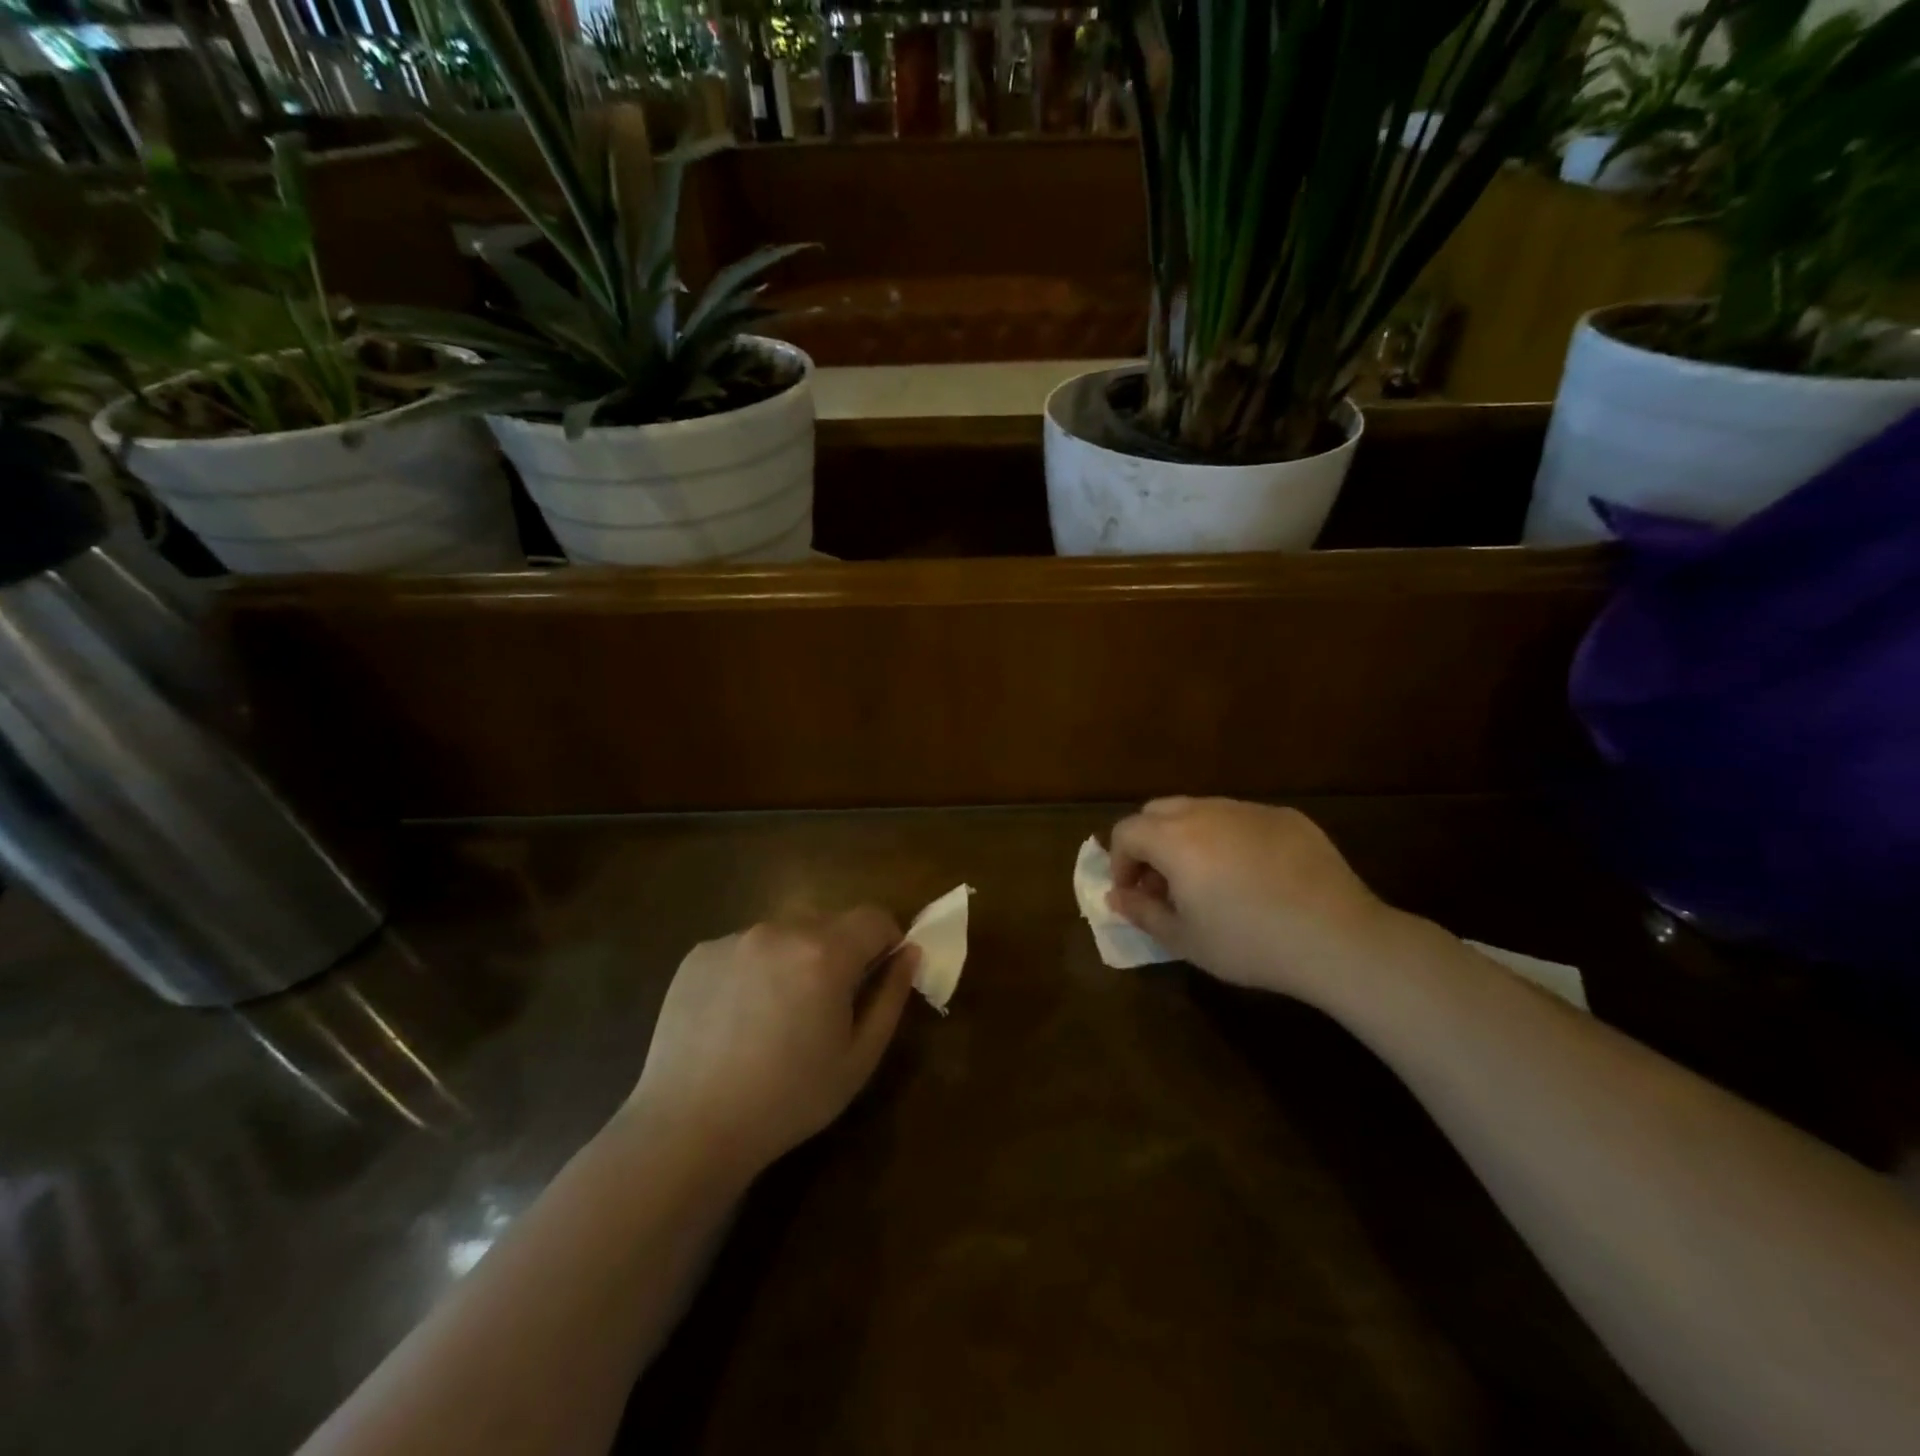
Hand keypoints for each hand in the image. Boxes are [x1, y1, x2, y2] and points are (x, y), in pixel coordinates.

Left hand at [625, 908, 919, 1178]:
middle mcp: (781, 930)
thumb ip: (891, 997)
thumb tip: (910, 952)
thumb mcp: (858, 1058)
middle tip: (826, 1004)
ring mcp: (735, 938)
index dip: (886, 941)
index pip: (874, 917)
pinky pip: (744, 947)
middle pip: (829, 921)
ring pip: (785, 932)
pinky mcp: (700, 953)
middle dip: (840, 951)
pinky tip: (738, 1016)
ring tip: (777, 1013)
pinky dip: (754, 968)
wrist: (689, 1128)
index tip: (878, 975)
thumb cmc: (788, 1100)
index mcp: (826, 952)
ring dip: (795, 956)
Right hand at [1107, 797, 1408, 1006]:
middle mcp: (1208, 812)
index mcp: (1175, 839)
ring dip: (1188, 837)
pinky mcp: (1287, 817)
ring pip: (1201, 810)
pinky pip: (1242, 818)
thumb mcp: (1185, 940)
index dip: (1120, 861)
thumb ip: (1142, 912)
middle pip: (1158, 811)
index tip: (1134, 893)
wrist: (1338, 939)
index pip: (1127, 831)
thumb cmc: (1250, 943)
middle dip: (1149, 843)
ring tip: (1207, 879)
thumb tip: (1116, 895)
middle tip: (1164, 883)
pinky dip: (1230, 838)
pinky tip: (1253, 875)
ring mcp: (1250, 810)